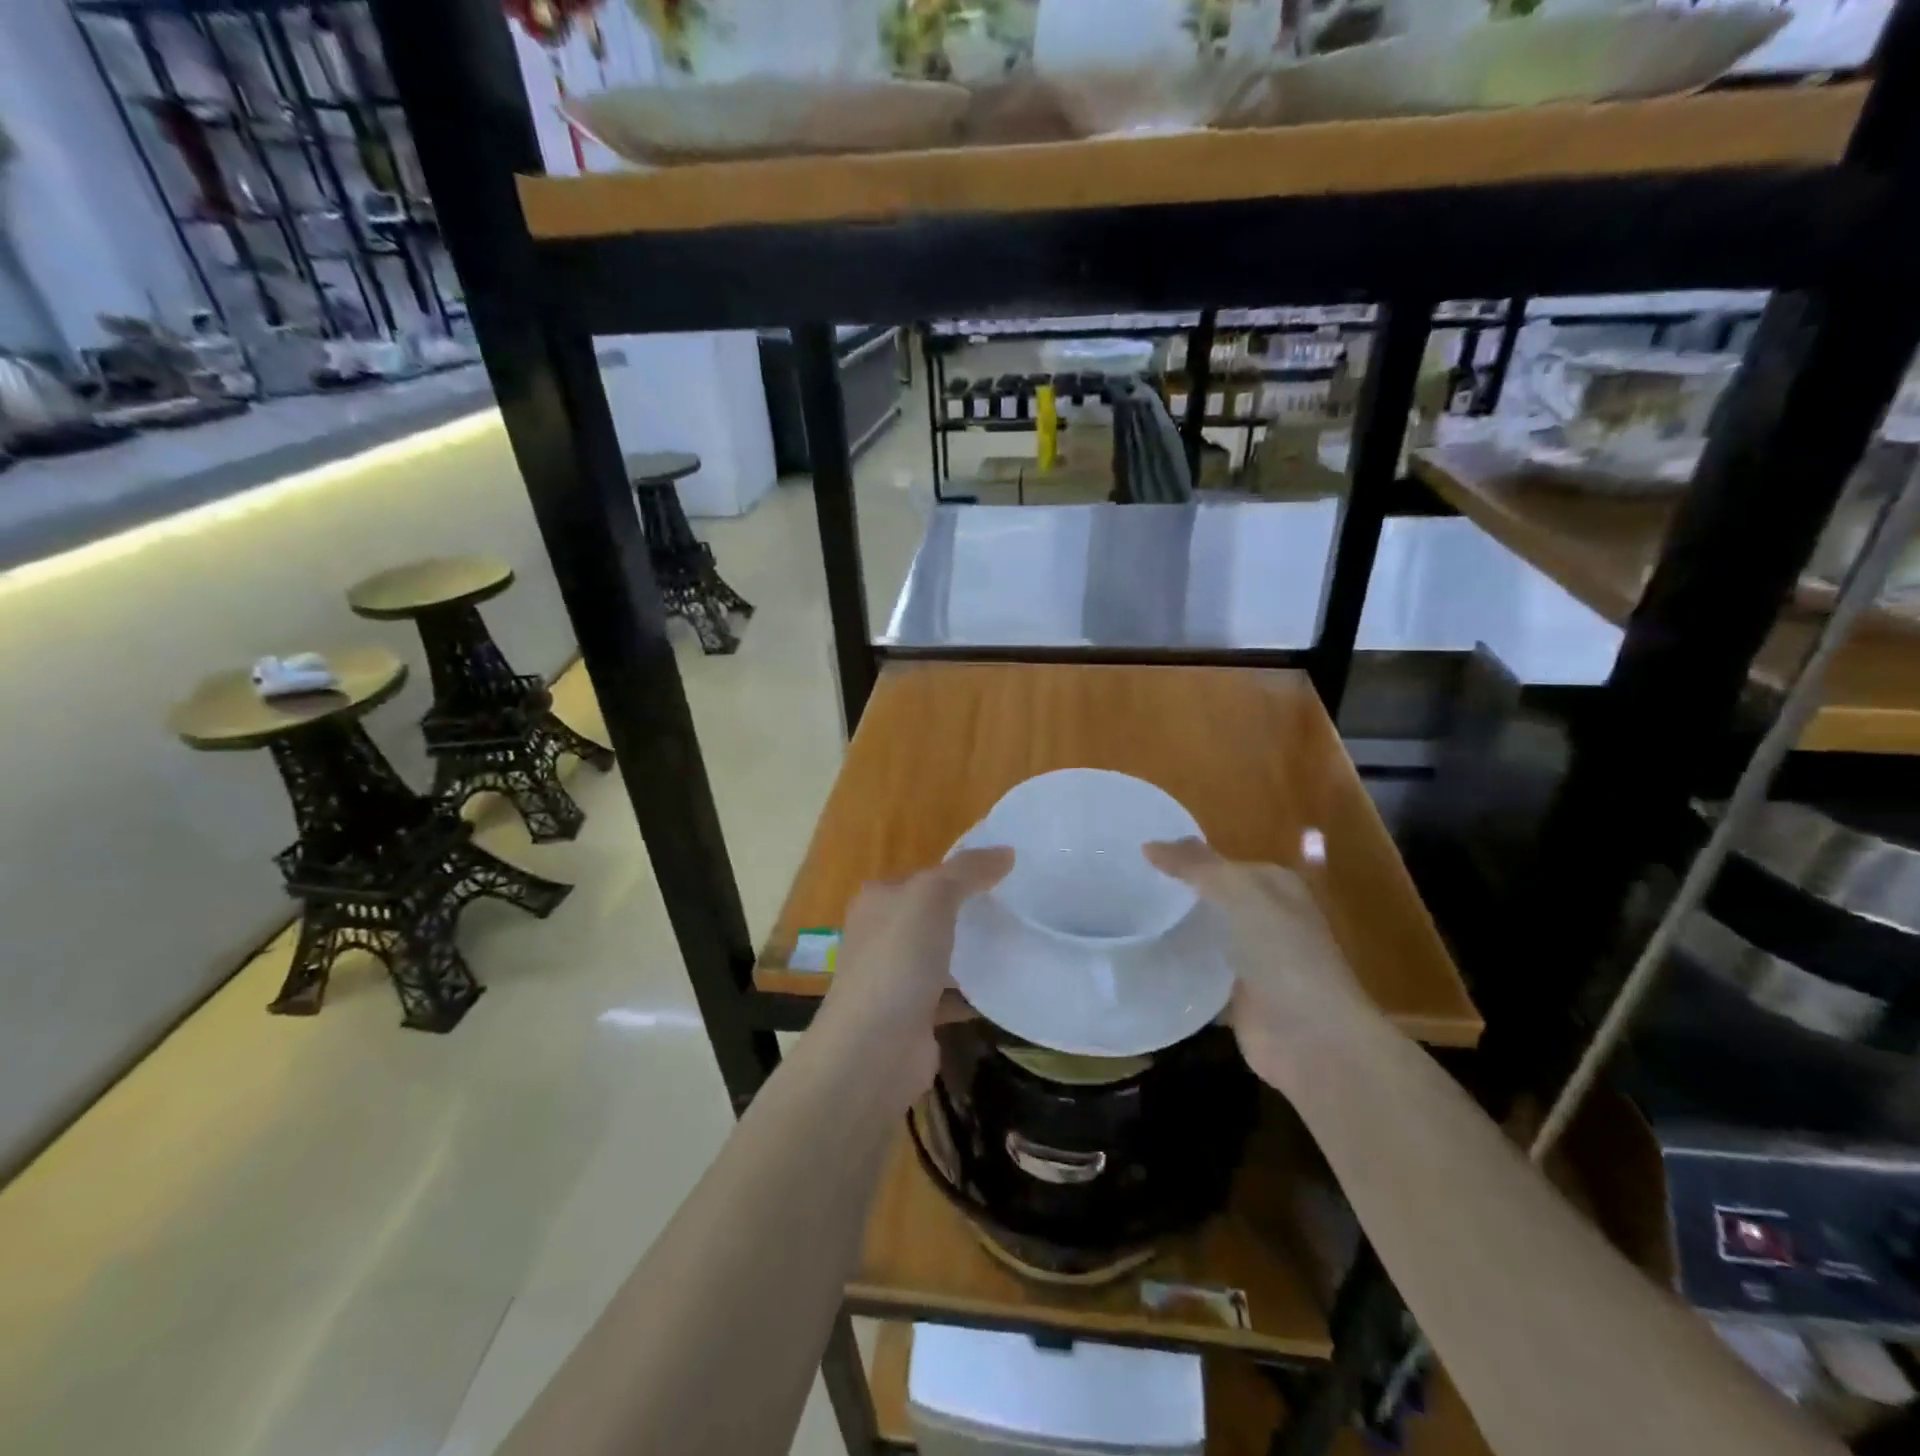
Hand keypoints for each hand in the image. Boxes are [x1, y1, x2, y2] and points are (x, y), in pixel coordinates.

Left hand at [813, 848, 1013, 1108]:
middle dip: (969, 912)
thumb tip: (1007, 851)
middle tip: (1017, 908)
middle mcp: (881, 936)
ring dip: (972, 953)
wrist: (874, 1050)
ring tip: (1019, 942)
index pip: (924, 876)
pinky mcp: (914, 1016)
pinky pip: (951, 996)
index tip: (1004, 873)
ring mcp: (896, 978)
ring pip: (942, 956)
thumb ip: (968, 871)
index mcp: (878, 901)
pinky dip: (975, 993)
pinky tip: (1008, 987)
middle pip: (932, 915)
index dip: (959, 872)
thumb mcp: (932, 897)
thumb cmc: (897, 961)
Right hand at [1144, 839, 1379, 1087]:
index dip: (1186, 858)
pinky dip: (1176, 973)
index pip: (1223, 863)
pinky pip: (1199, 977)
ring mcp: (1253, 962)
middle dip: (1176, 896)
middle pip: (1212, 900)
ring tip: (1124, 923)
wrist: (1312, 1037)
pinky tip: (1142, 963)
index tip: (1139, 859)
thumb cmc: (1281, 952)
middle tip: (1124, 890)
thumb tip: (1148, 844)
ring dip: (1174, 934)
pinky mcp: (1237, 1000)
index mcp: (1275, 887)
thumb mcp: (1238, 892)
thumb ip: (1195, 866)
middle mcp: (1267, 920)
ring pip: (1204, 939)